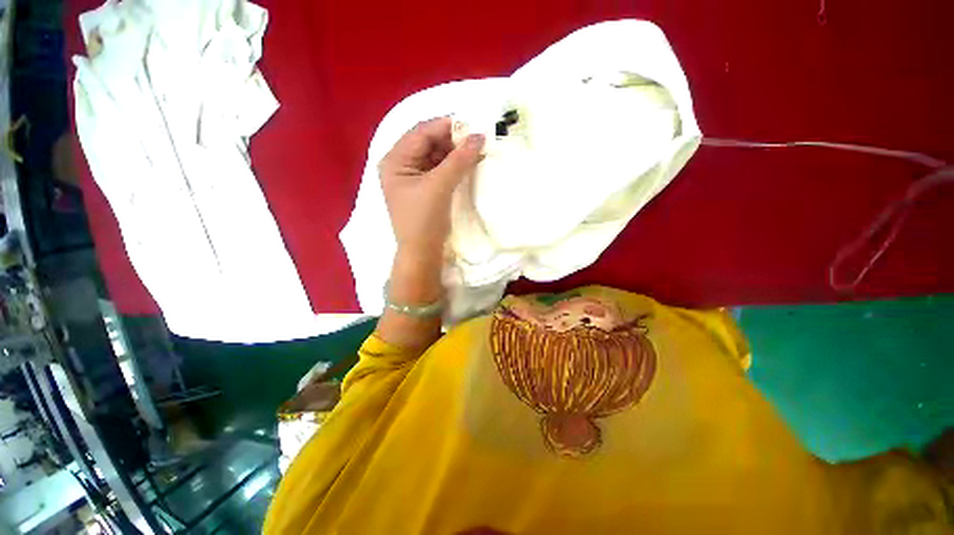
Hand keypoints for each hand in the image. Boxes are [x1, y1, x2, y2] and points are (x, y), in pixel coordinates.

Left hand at [378, 117, 484, 260]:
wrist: (422, 252)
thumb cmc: (424, 219)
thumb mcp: (440, 186)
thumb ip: (459, 160)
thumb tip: (479, 136)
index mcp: (395, 159)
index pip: (421, 132)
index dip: (447, 126)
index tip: (473, 124)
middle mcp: (400, 164)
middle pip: (428, 142)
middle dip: (453, 140)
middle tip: (477, 140)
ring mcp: (412, 177)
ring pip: (435, 156)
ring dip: (455, 153)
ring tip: (476, 151)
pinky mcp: (423, 188)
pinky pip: (439, 169)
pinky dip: (453, 166)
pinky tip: (468, 164)